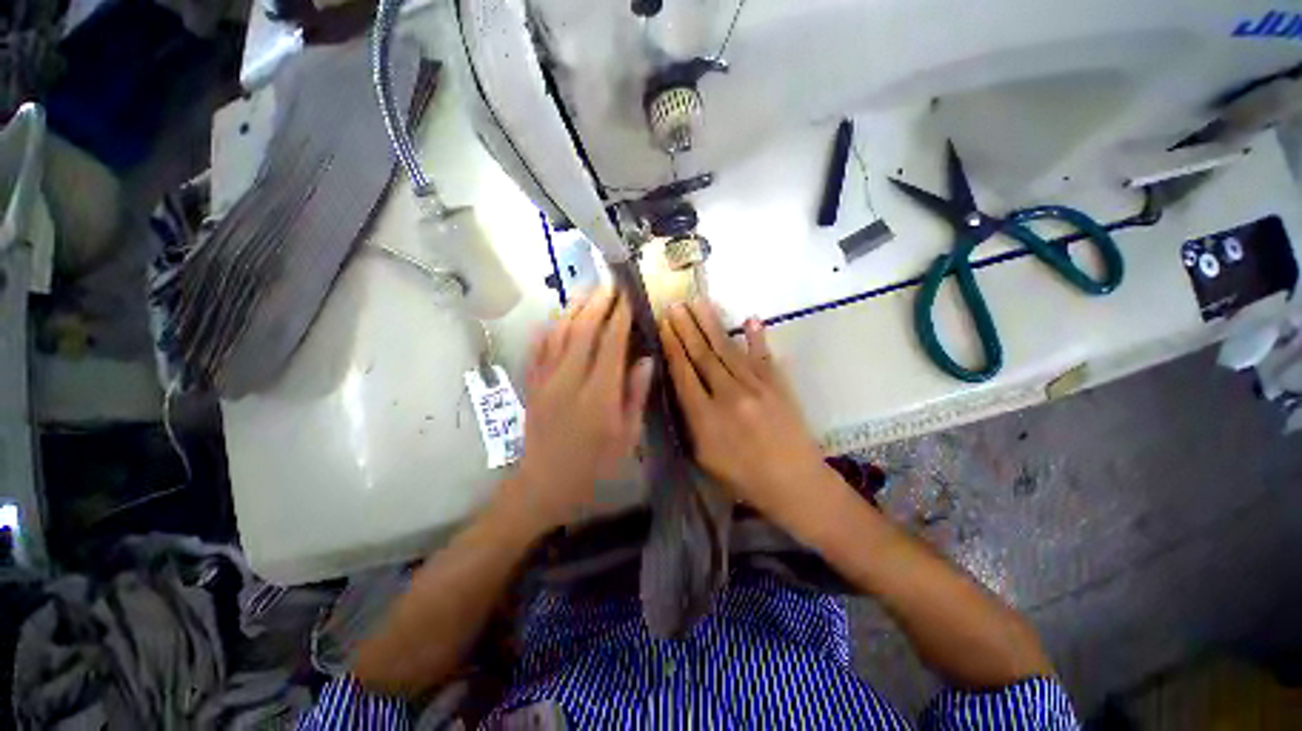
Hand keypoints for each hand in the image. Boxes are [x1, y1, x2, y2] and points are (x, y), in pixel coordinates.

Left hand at [500, 288, 653, 533]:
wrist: (544, 485)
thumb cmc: (594, 466)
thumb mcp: (626, 437)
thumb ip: (635, 395)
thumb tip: (645, 360)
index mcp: (598, 394)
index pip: (610, 344)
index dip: (619, 317)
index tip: (627, 298)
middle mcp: (569, 380)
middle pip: (582, 331)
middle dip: (597, 304)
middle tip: (609, 286)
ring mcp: (546, 380)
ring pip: (558, 334)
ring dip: (573, 309)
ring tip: (586, 292)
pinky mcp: (532, 385)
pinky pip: (539, 348)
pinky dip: (549, 328)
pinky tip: (557, 317)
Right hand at [660, 301, 830, 522]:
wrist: (795, 484)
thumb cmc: (742, 478)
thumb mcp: (703, 457)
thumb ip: (690, 420)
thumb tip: (681, 386)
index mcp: (705, 417)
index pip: (683, 373)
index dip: (672, 347)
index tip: (663, 325)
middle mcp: (729, 395)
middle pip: (703, 355)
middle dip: (686, 328)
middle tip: (674, 305)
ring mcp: (756, 387)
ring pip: (728, 349)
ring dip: (711, 324)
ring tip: (698, 303)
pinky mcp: (778, 385)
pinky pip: (763, 356)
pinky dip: (756, 337)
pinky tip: (750, 318)